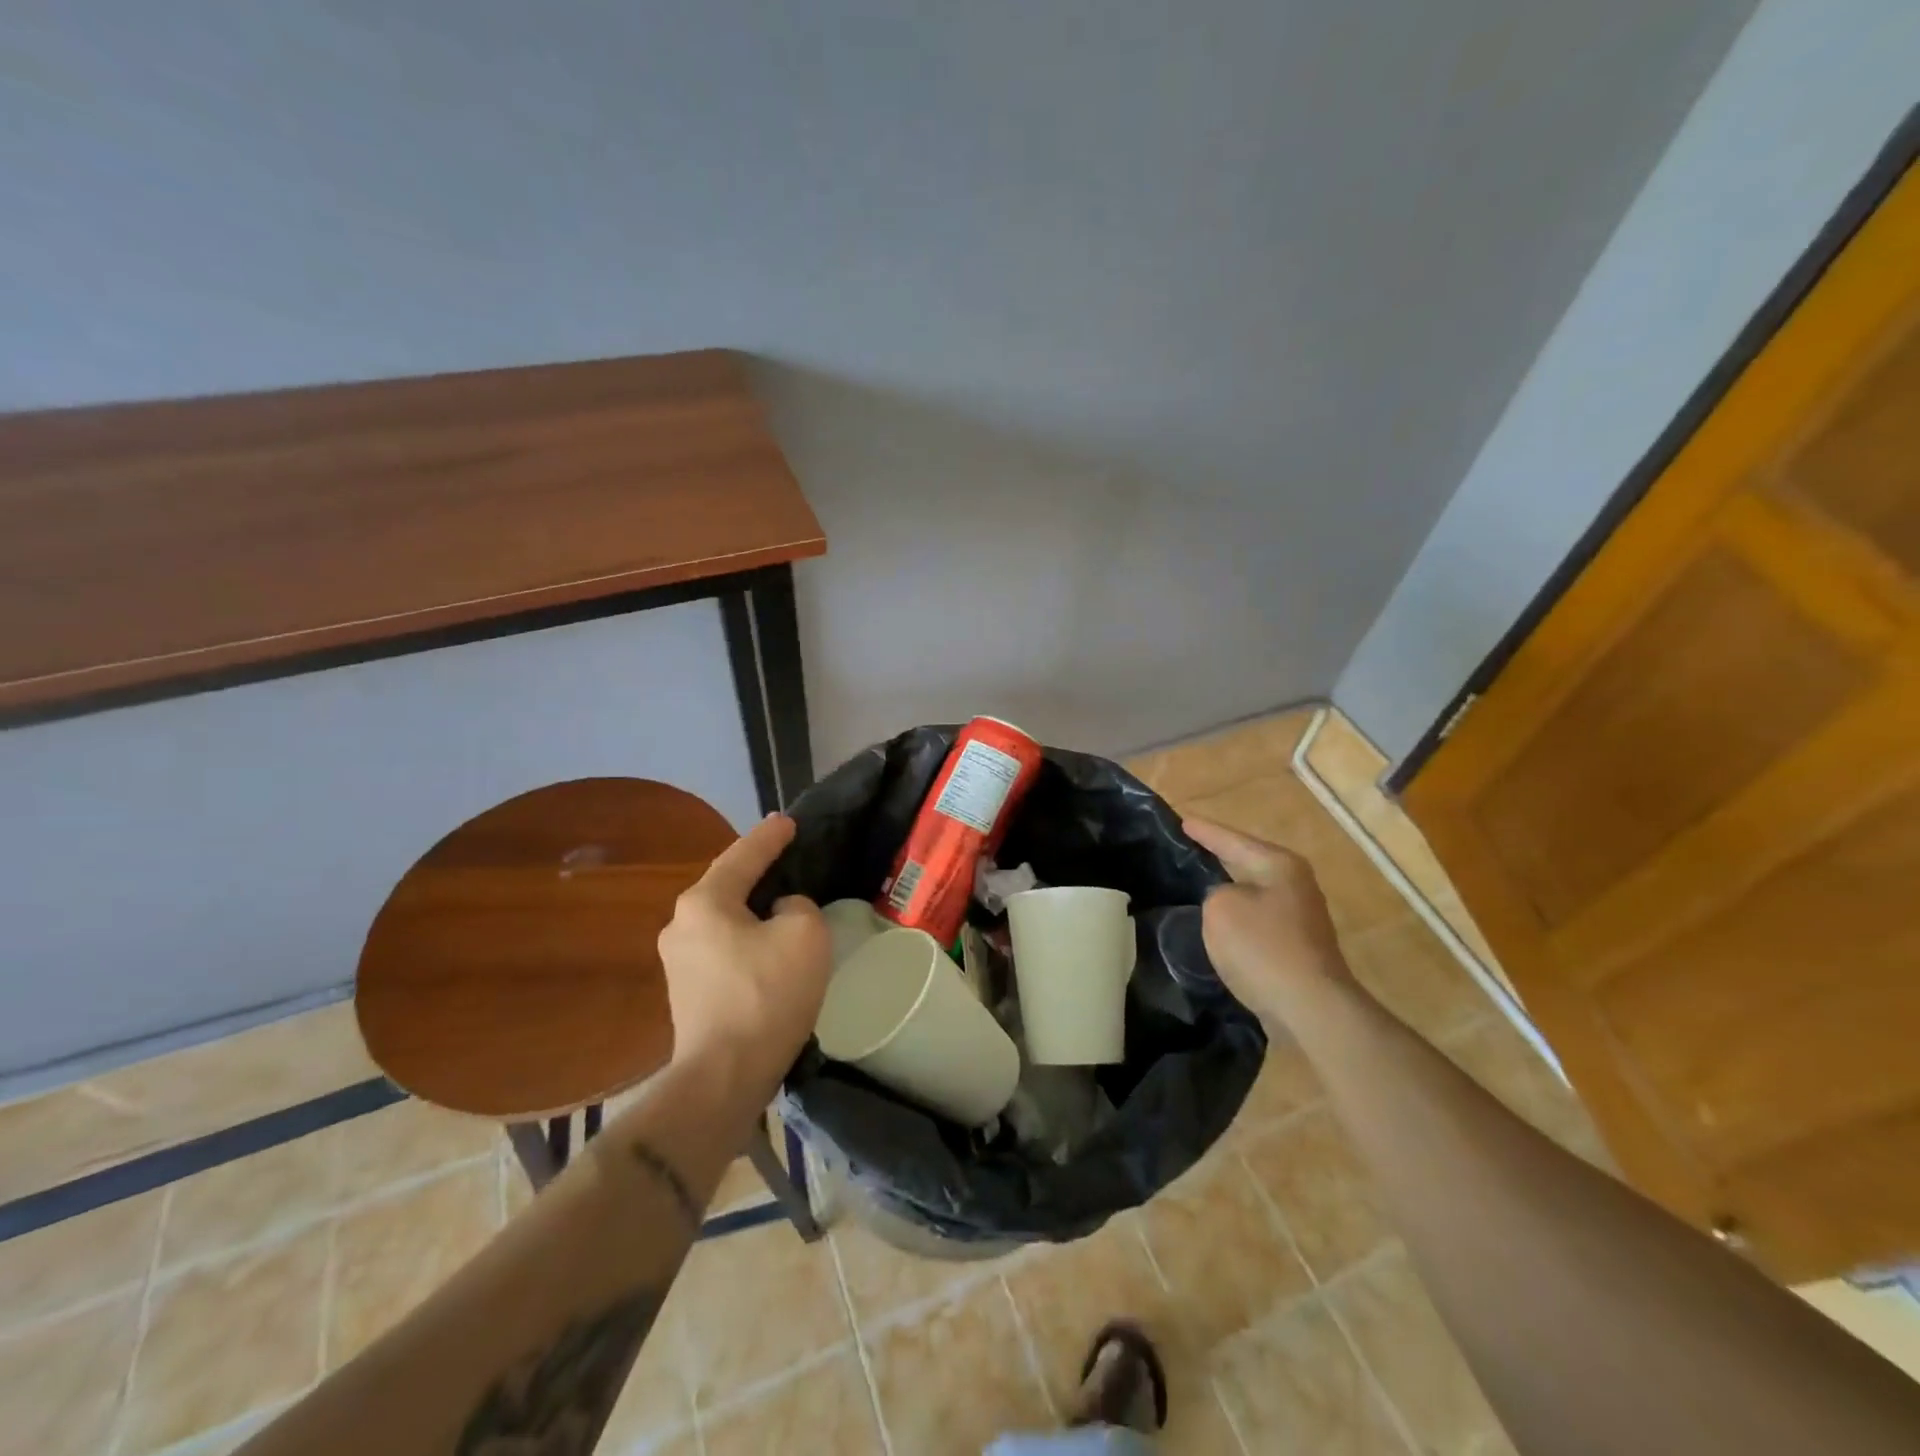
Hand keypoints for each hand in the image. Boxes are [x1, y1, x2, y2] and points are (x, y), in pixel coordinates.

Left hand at [658, 814, 831, 1083]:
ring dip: (752, 911)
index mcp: (704, 902)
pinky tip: (768, 951)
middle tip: (788, 861)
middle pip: (727, 886)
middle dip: (757, 872)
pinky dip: (746, 940)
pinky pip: (722, 949)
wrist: (724, 1077)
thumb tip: (780, 913)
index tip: (788, 821)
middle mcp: (681, 925)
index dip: (770, 837)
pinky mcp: (686, 993)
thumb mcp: (804, 934)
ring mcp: (678, 962)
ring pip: (724, 920)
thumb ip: (798, 906)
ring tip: (782, 907)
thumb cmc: (766, 995)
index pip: (744, 856)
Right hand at [1184, 816, 1359, 1028]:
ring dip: (1226, 890)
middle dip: (1218, 856)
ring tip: (1194, 883)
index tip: (1180, 820)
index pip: (1232, 839)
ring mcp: (1299, 917)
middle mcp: (1295, 884)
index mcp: (1279, 865)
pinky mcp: (1296, 946)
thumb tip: (1226, 902)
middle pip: (1247, 862)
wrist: (1310, 1008)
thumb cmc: (1263, 948)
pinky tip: (1217, 923)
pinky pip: (1255, 921)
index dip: (1204, 831)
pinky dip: (1235, 918)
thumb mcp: (1220, 907)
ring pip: (1251, 893)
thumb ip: (1214, 892)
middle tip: (1186, 847)